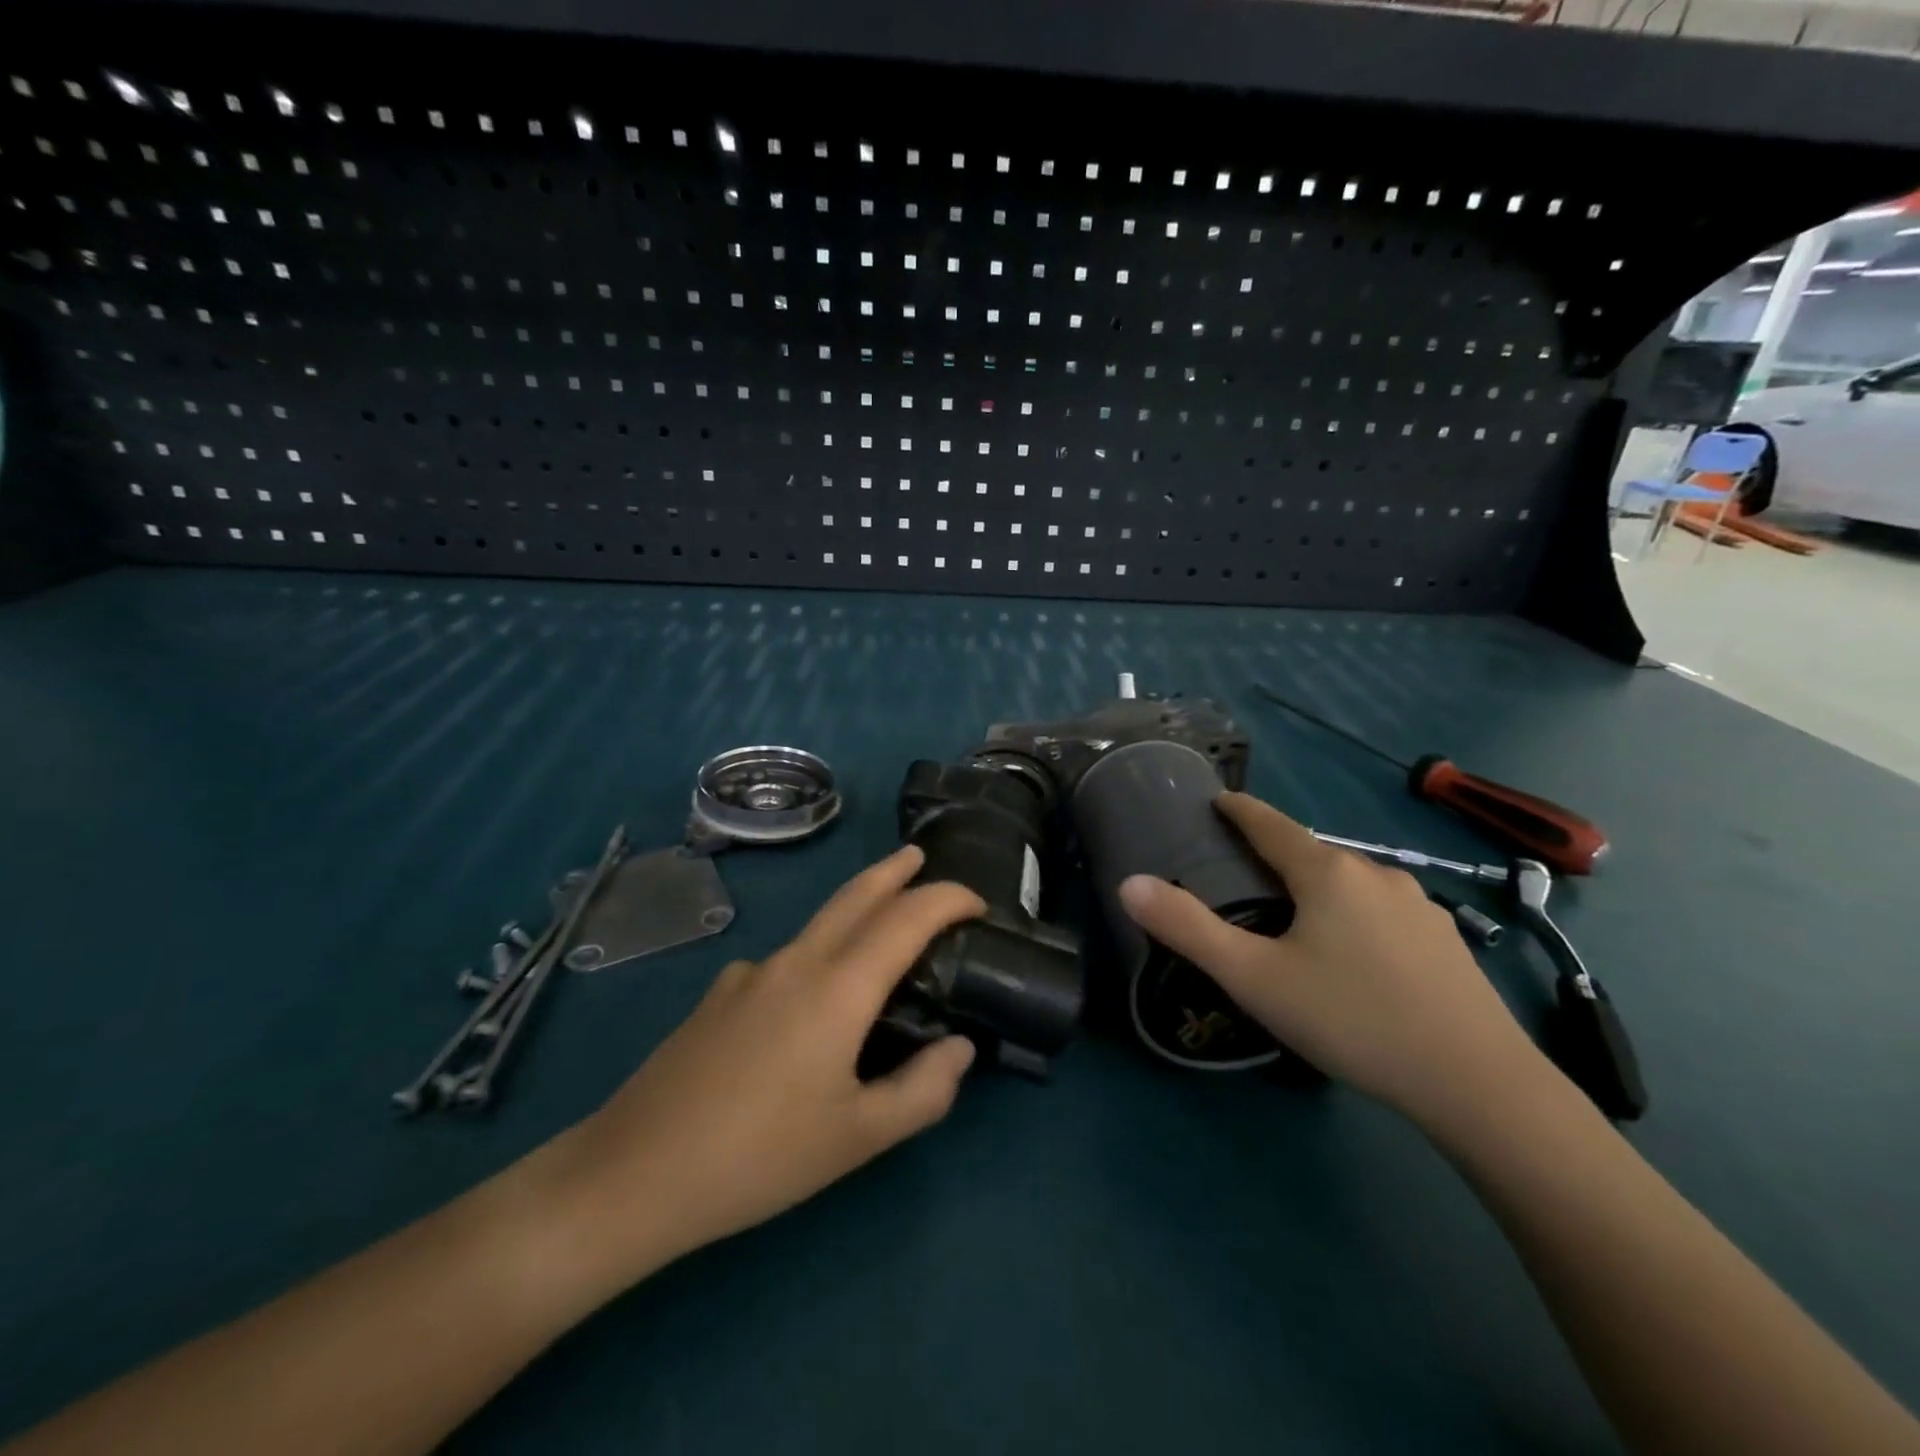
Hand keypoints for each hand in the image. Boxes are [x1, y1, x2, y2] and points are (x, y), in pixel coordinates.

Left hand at [551, 846, 983, 1284]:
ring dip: (856, 909)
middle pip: (855, 895)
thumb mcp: (858, 1137)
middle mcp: (796, 962)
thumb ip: (922, 1090)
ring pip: (818, 924)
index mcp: (838, 987)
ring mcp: (750, 973)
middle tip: (919, 857)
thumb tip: (960, 1048)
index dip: (947, 899)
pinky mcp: (719, 995)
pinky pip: (783, 961)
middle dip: (893, 871)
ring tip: (878, 930)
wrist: (635, 1172)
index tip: (977, 903)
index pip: (907, 917)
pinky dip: (815, 957)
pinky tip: (806, 1005)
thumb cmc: (760, 1156)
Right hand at [1118, 792, 1550, 1130]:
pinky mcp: (1446, 940)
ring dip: (1316, 887)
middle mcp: (1375, 873)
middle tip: (1242, 875)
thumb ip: (1188, 929)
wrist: (1479, 1084)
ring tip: (1294, 918)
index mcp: (1325, 872)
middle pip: (1311, 853)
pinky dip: (1353, 914)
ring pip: (1349, 882)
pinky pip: (1381, 909)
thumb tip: (1129, 883)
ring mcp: (1418, 905)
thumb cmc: (1352, 1020)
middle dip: (1274, 855)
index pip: (1271, 824)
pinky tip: (1354, 954)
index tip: (1218, 801)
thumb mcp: (1254, 978)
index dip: (1240, 810)